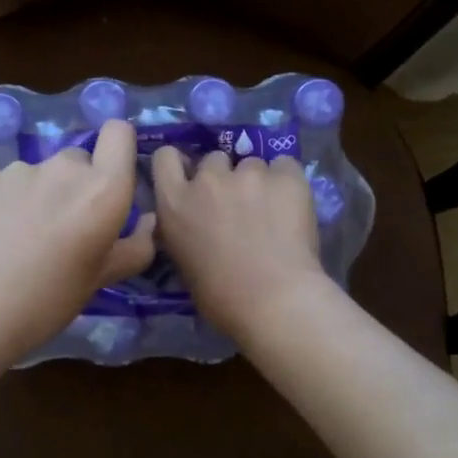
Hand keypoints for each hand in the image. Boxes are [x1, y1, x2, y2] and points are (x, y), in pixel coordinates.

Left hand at [0, 119, 155, 362]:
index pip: (119, 133)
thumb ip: (131, 248)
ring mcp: (15, 170)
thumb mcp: (97, 282)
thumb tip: (148, 223)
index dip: (117, 149)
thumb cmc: (43, 304)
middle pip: (77, 161)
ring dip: (36, 196)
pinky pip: (1, 184)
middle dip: (74, 187)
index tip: (109, 181)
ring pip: (37, 175)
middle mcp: (61, 169)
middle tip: (60, 231)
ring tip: (17, 241)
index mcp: (101, 191)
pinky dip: (0, 204)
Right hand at [150, 147, 328, 342]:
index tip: (192, 177)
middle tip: (237, 204)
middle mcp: (207, 180)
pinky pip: (285, 166)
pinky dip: (287, 181)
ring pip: (252, 164)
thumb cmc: (222, 297)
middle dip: (223, 177)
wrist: (274, 300)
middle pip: (214, 159)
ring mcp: (248, 174)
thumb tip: (197, 225)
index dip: (180, 164)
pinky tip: (293, 203)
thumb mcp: (184, 261)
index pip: (165, 157)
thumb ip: (184, 230)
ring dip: (257, 181)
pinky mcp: (285, 176)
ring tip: (272, 209)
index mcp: (174, 203)